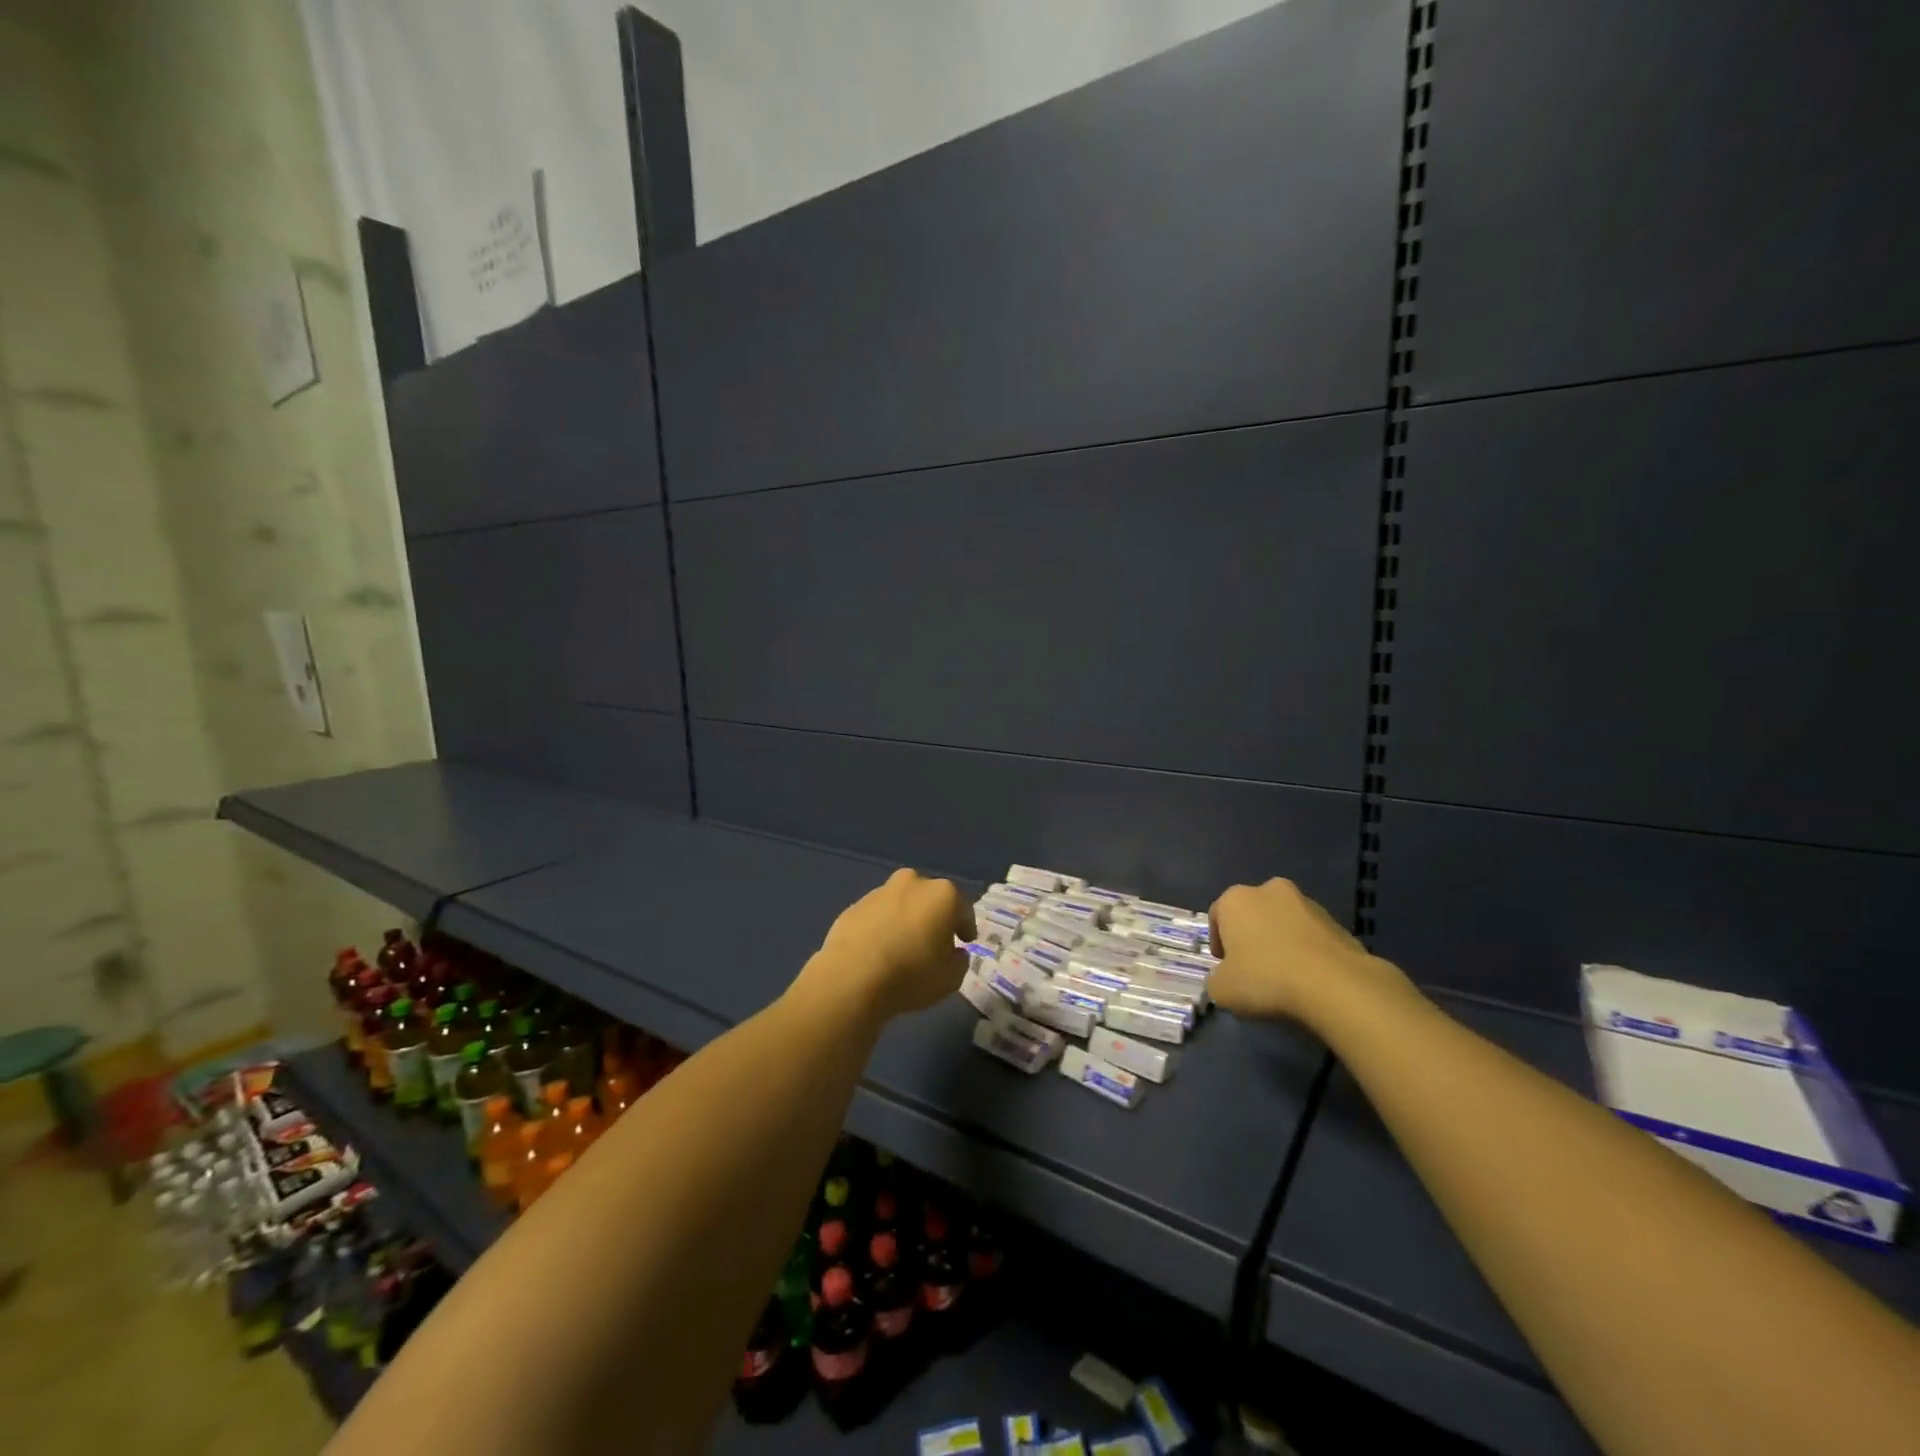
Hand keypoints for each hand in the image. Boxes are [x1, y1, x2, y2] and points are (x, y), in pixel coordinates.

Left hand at [803, 869, 973, 1022]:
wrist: (851, 978)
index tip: (965, 942)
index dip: (966, 927)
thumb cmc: (911, 975)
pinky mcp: (854, 906)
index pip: (963, 909)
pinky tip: (878, 951)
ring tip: (902, 948)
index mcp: (943, 895)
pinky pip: (877, 916)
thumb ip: (959, 960)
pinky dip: (881, 927)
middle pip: (930, 899)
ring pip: (902, 903)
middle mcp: (913, 883)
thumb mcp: (951, 978)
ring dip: (906, 919)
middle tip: (933, 942)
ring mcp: (880, 892)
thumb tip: (954, 952)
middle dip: (934, 917)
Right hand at [1208, 877, 1411, 1024]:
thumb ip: (1216, 979)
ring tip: (1285, 976)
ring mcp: (1307, 903)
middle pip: (1253, 913)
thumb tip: (1225, 979)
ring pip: (1284, 922)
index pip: (1217, 916)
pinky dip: (1307, 951)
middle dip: (1251, 936)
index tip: (1225, 967)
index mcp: (1236, 899)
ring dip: (1280, 941)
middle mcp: (1269, 890)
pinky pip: (1311, 936)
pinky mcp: (1337, 922)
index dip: (1218, 943)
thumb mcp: (1222, 989)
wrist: (1334, 985)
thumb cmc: (1266, 978)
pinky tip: (1309, 978)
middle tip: (1253, 968)